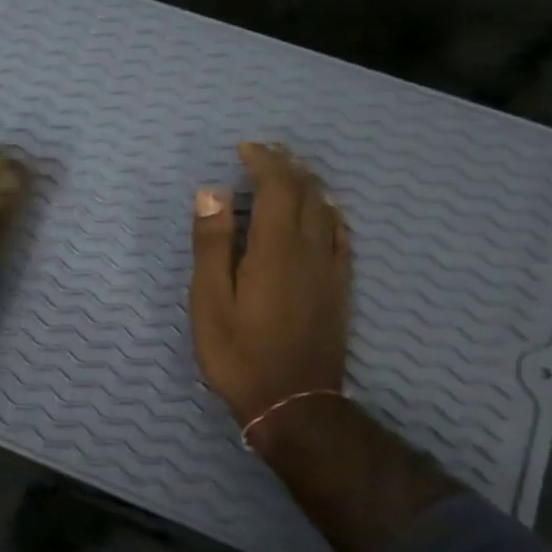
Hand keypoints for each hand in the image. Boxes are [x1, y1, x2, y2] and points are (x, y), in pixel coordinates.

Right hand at [189, 142, 351, 427]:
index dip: (263, 162)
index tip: (244, 150)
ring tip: (287, 175)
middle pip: (306, 192)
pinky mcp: (340, 288)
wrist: (293, 402)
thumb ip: (212, 245)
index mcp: (275, 248)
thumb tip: (211, 192)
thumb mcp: (210, 301)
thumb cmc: (239, 354)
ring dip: (307, 184)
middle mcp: (310, 249)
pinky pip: (342, 236)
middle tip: (263, 154)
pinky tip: (322, 214)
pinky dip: (329, 213)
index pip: (276, 187)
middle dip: (286, 166)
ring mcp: (331, 268)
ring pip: (326, 210)